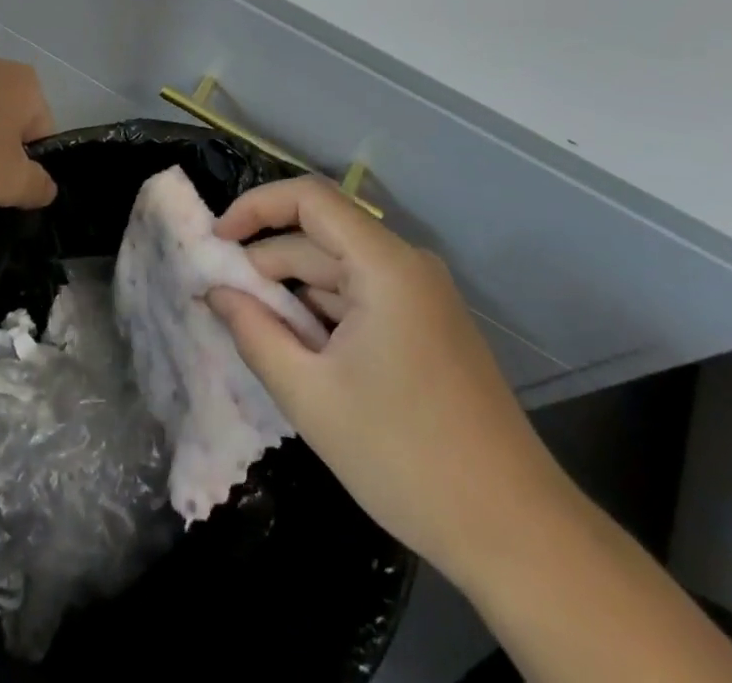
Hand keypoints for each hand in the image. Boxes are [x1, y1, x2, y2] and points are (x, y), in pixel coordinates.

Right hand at [207, 176, 568, 583]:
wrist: (516, 533)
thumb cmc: (406, 458)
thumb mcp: (311, 396)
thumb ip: (254, 332)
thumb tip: (214, 291)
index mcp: (385, 265)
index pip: (309, 198)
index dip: (255, 207)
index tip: (215, 241)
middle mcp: (406, 265)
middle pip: (320, 238)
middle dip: (266, 263)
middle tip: (220, 300)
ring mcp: (421, 296)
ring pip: (338, 271)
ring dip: (292, 293)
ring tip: (252, 331)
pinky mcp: (427, 325)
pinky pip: (361, 298)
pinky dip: (323, 313)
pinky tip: (298, 351)